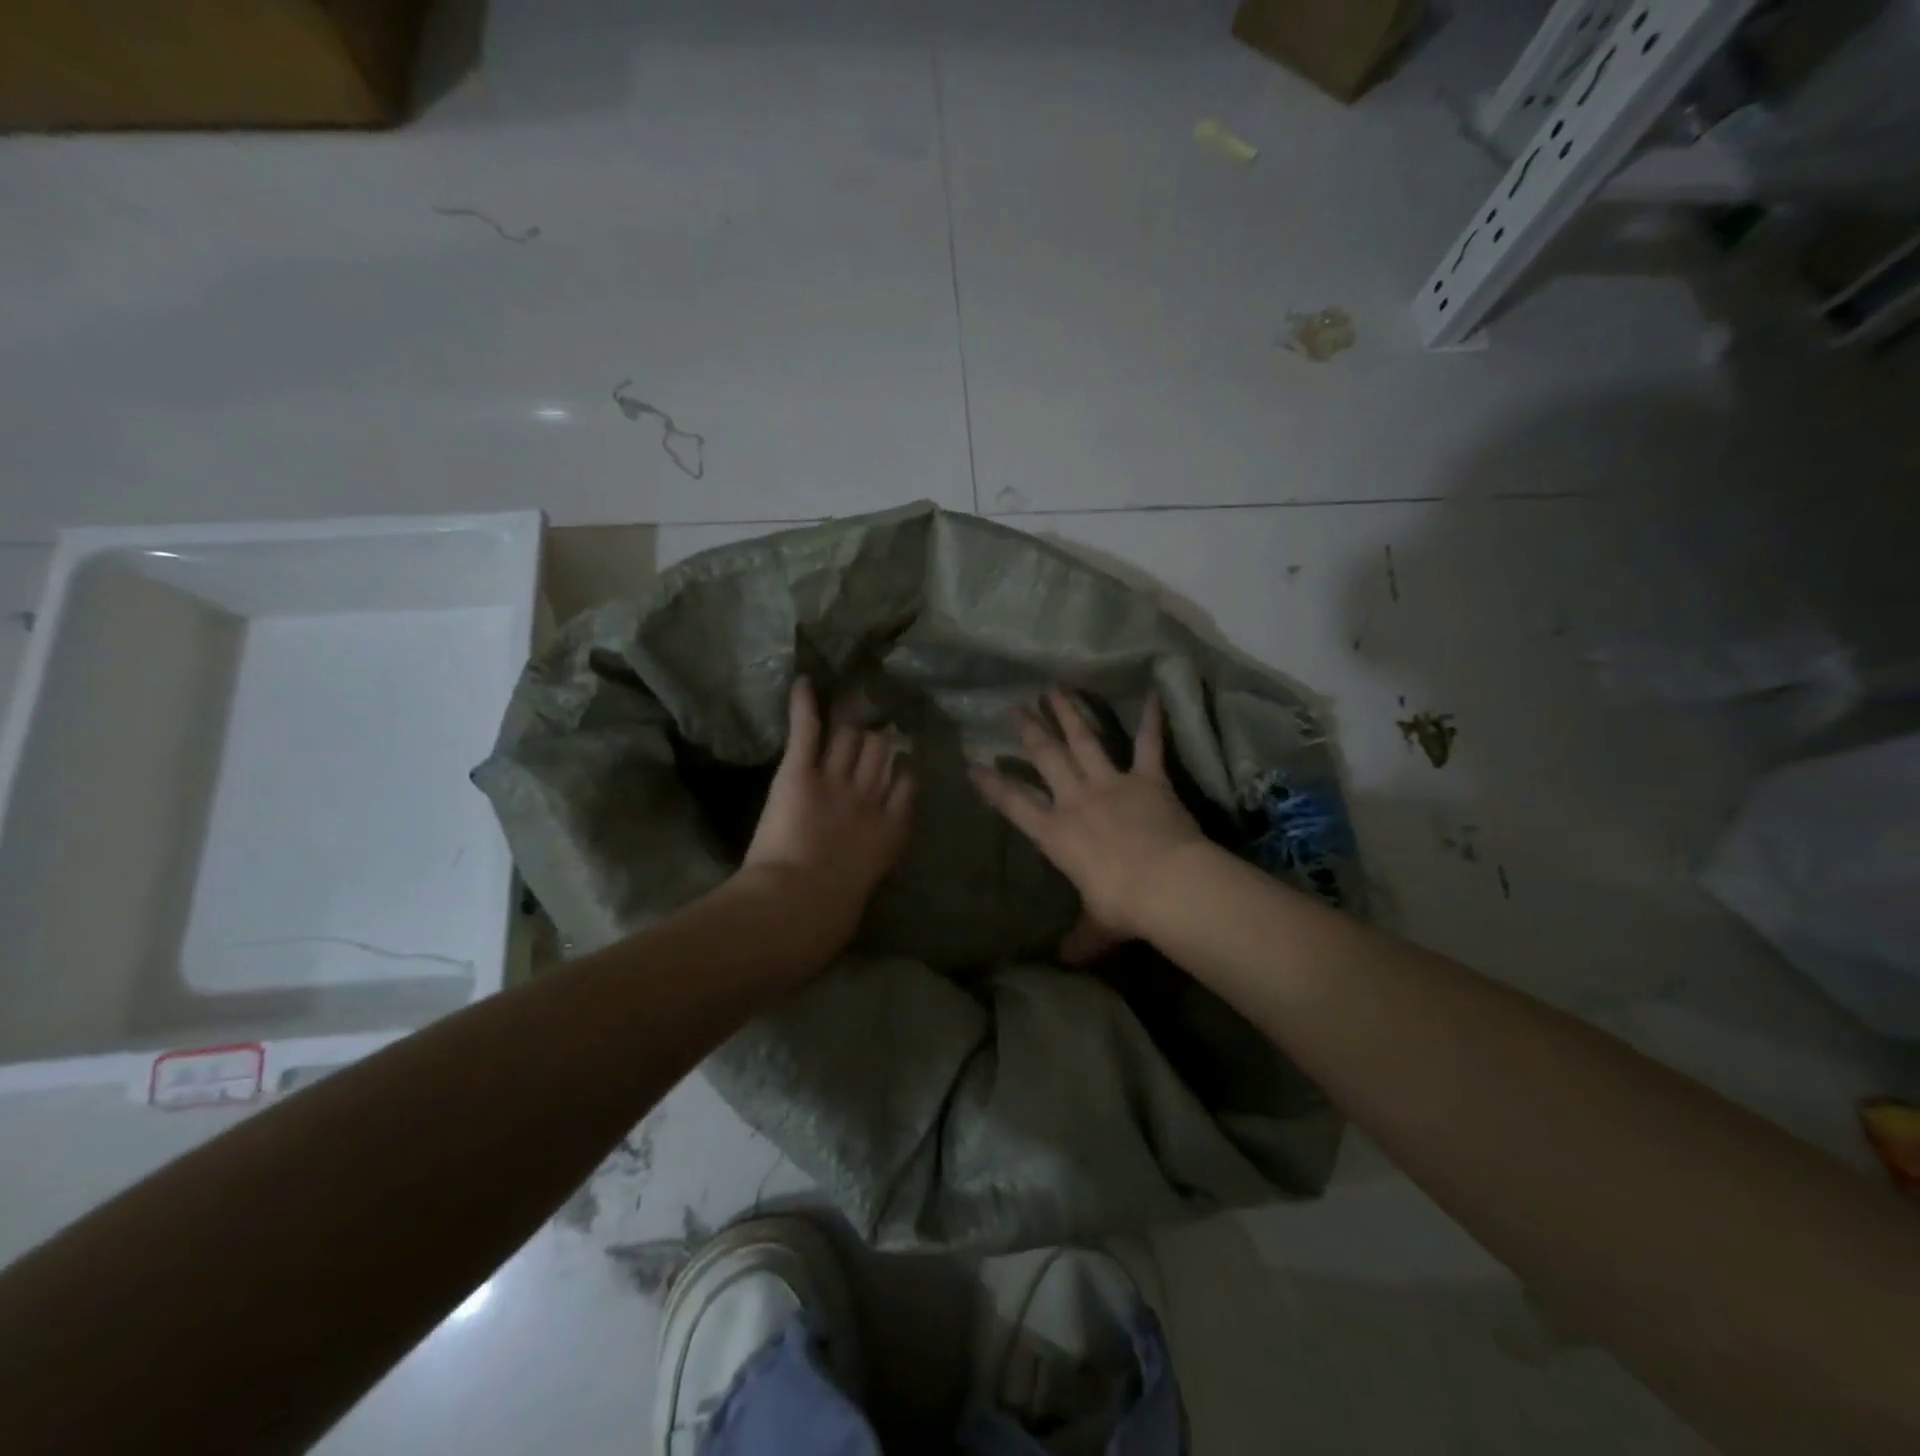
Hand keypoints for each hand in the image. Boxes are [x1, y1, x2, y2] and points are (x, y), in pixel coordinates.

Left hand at [742, 678, 915, 939]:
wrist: (800, 906)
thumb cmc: (832, 912)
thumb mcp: (866, 886)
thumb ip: (871, 862)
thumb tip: (865, 860)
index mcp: (890, 826)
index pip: (906, 781)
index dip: (902, 766)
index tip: (902, 757)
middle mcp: (870, 795)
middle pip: (880, 752)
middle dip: (877, 737)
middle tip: (874, 717)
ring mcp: (836, 780)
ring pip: (851, 737)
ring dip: (850, 719)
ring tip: (850, 697)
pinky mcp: (800, 772)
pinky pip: (808, 730)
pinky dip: (804, 704)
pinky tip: (803, 681)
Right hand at [971, 689, 1207, 960]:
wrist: (1167, 884)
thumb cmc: (1123, 906)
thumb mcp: (1097, 926)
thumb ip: (1081, 939)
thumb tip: (1068, 962)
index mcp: (1057, 834)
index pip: (1015, 804)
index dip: (993, 784)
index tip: (974, 764)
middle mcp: (1078, 800)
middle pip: (1046, 759)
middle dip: (1029, 732)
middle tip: (1015, 708)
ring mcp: (1112, 784)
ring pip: (1085, 741)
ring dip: (1070, 714)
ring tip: (1055, 689)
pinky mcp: (1148, 779)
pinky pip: (1149, 744)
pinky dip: (1152, 720)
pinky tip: (1154, 692)